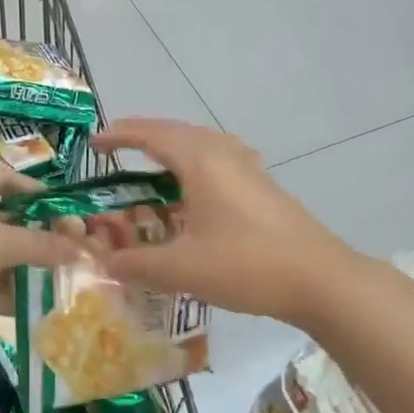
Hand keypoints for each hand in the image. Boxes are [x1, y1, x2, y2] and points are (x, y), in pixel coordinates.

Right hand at [89, 118, 355, 325]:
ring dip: (173, 151)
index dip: (120, 135)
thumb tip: (102, 262)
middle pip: (177, 133)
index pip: (152, 135)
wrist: (320, 279)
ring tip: (152, 169)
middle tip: (117, 152)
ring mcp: (249, 168)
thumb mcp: (181, 269)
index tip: (93, 142)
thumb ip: (136, 263)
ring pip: (202, 145)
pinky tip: (195, 192)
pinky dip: (195, 167)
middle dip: (144, 139)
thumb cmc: (245, 265)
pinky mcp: (263, 187)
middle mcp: (225, 154)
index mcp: (201, 162)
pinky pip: (220, 161)